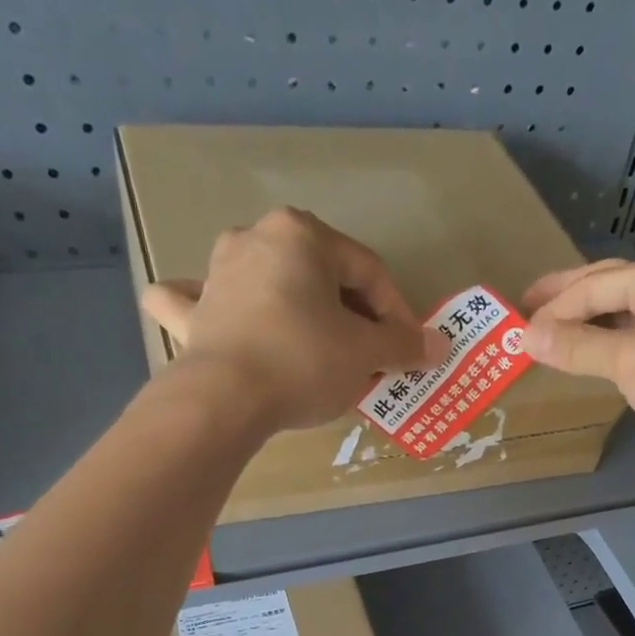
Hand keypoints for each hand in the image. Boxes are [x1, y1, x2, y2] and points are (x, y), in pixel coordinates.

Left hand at [140, 207, 443, 433]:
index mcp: (303, 235)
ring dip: (296, 308)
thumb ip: (404, 344)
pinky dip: (210, 306)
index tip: (409, 351)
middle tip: (371, 356)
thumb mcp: (365, 353)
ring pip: (269, 283)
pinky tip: (208, 308)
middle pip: (322, 277)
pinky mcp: (193, 313)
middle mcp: (256, 239)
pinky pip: (202, 301)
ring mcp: (216, 273)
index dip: (397, 314)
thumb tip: (441, 345)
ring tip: (317, 344)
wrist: (225, 399)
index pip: (368, 272)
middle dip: (351, 316)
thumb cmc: (304, 361)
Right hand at [521, 256, 634, 489]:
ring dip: (586, 324)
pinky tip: (590, 359)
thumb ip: (576, 346)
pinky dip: (607, 346)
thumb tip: (526, 335)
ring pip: (622, 316)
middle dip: (566, 299)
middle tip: (525, 310)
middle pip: (607, 288)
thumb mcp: (628, 360)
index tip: (515, 327)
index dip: (552, 306)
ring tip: (550, 336)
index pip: (593, 284)